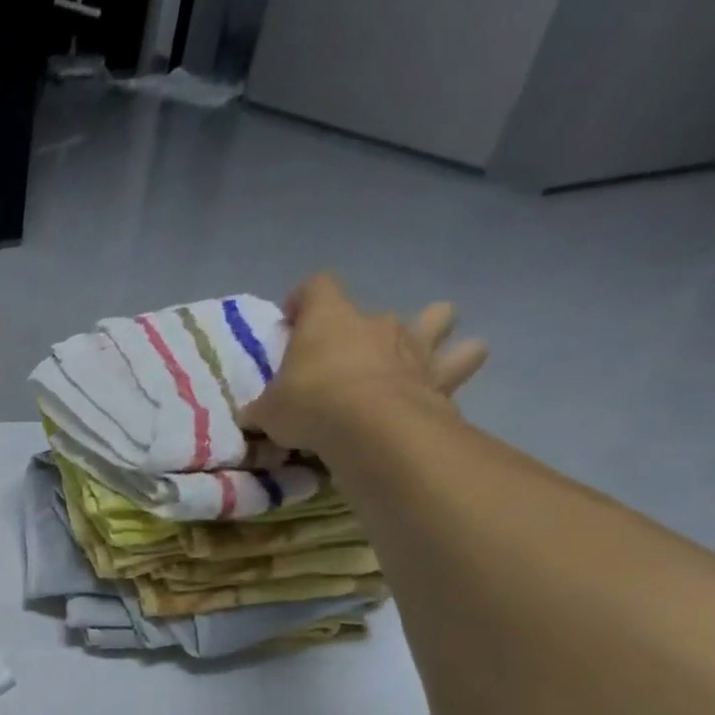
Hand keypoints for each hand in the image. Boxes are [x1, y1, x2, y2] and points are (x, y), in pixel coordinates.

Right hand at [243, 273, 489, 453]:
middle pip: (376, 309)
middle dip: (364, 329)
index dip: (304, 299)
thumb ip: (264, 407)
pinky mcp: (442, 375)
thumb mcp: (268, 411)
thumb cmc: (310, 405)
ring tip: (414, 357)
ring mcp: (414, 345)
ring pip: (438, 318)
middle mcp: (375, 322)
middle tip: (349, 357)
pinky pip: (461, 361)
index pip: (317, 286)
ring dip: (431, 331)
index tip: (292, 319)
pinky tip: (440, 385)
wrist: (371, 427)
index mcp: (328, 320)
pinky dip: (455, 368)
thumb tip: (254, 414)